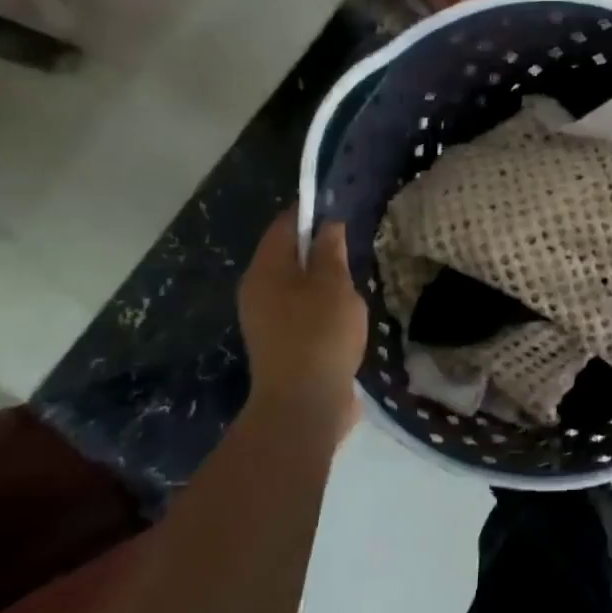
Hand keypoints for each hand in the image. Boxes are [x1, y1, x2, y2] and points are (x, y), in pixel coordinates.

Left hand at [237, 206, 365, 441]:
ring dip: (322, 278)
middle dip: (317, 246)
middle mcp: (257, 292)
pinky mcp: (281, 344)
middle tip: (352, 242)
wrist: (304, 405)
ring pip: (295, 285)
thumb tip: (328, 225)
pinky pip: (301, 310)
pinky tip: (346, 311)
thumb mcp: (333, 284)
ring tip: (354, 276)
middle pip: (286, 255)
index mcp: (265, 271)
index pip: (284, 226)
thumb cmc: (319, 334)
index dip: (310, 212)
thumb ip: (330, 251)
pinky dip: (321, 303)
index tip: (340, 207)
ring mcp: (267, 321)